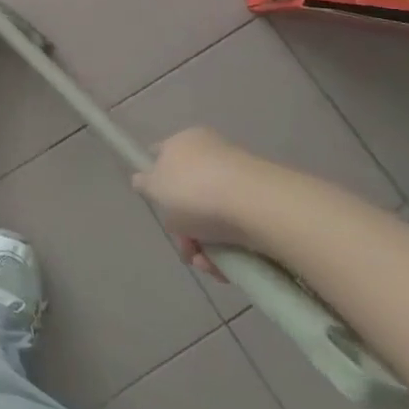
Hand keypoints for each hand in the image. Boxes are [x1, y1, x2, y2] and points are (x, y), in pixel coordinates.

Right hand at [132, 127, 275, 281]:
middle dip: (183, 227)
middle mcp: (213, 155)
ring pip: (213, 217)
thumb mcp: (155, 187)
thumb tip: (143, 180)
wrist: (259, 206)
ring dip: (205, 245)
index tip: (156, 203)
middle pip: (188, 194)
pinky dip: (230, 249)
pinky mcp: (265, 206)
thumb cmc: (195, 190)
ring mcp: (241, 180)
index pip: (162, 154)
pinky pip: (238, 230)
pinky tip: (227, 267)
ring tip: (208, 264)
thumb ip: (145, 183)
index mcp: (185, 141)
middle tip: (184, 247)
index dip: (154, 177)